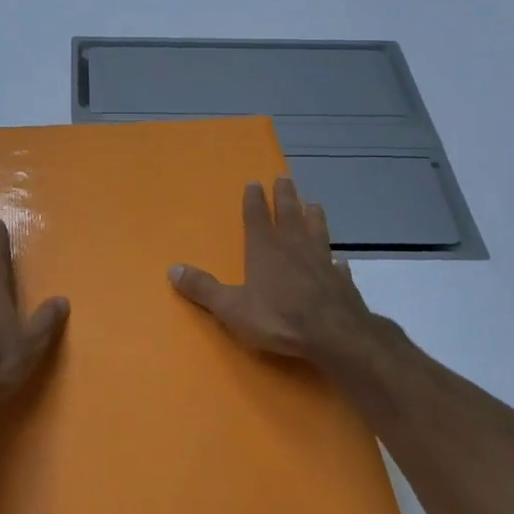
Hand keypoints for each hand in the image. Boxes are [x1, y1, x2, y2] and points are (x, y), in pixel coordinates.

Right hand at [169, 177, 387, 371]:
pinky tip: (340, 260)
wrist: (335, 336)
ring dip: (314, 217)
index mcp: (265, 249)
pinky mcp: (341, 282)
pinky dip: (336, 260)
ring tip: (314, 204)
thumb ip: (203, 288)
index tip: (254, 182)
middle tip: (285, 177)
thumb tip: (172, 269)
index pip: (257, 217)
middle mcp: (293, 248)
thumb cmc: (279, 318)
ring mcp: (321, 262)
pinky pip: (337, 266)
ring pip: (317, 231)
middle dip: (285, 195)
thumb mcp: (232, 308)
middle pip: (289, 214)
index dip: (254, 199)